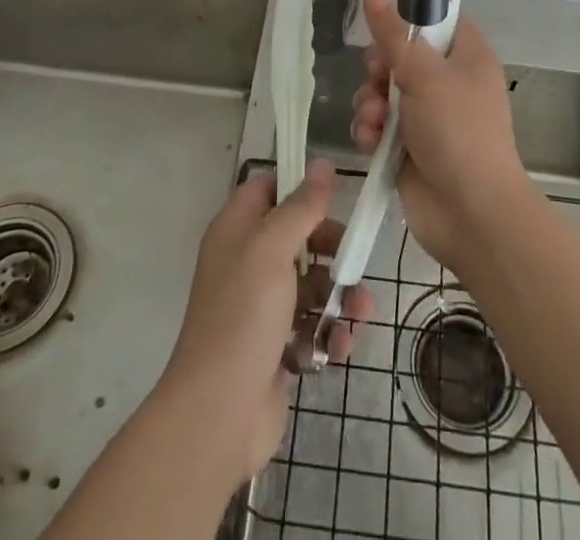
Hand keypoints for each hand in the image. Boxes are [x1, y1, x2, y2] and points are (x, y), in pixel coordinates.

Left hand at [158, 160, 374, 484]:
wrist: (219, 415)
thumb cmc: (243, 316)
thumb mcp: (273, 249)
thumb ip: (301, 206)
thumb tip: (323, 164)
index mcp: (236, 230)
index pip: (267, 188)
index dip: (298, 186)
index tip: (333, 194)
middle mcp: (246, 262)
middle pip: (297, 237)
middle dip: (332, 248)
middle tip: (354, 259)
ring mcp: (260, 307)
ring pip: (310, 284)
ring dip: (339, 296)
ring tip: (360, 312)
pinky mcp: (275, 347)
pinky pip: (310, 325)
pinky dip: (328, 333)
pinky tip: (340, 346)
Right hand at [350, 0, 536, 274]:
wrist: (471, 215)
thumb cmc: (457, 131)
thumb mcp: (424, 74)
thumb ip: (392, 32)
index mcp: (466, 55)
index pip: (436, 19)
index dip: (408, 19)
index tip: (384, 26)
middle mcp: (448, 81)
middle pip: (400, 55)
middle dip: (379, 69)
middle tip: (378, 78)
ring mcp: (428, 116)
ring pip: (383, 91)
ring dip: (371, 103)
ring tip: (376, 121)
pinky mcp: (408, 146)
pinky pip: (379, 125)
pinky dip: (372, 131)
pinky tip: (372, 143)